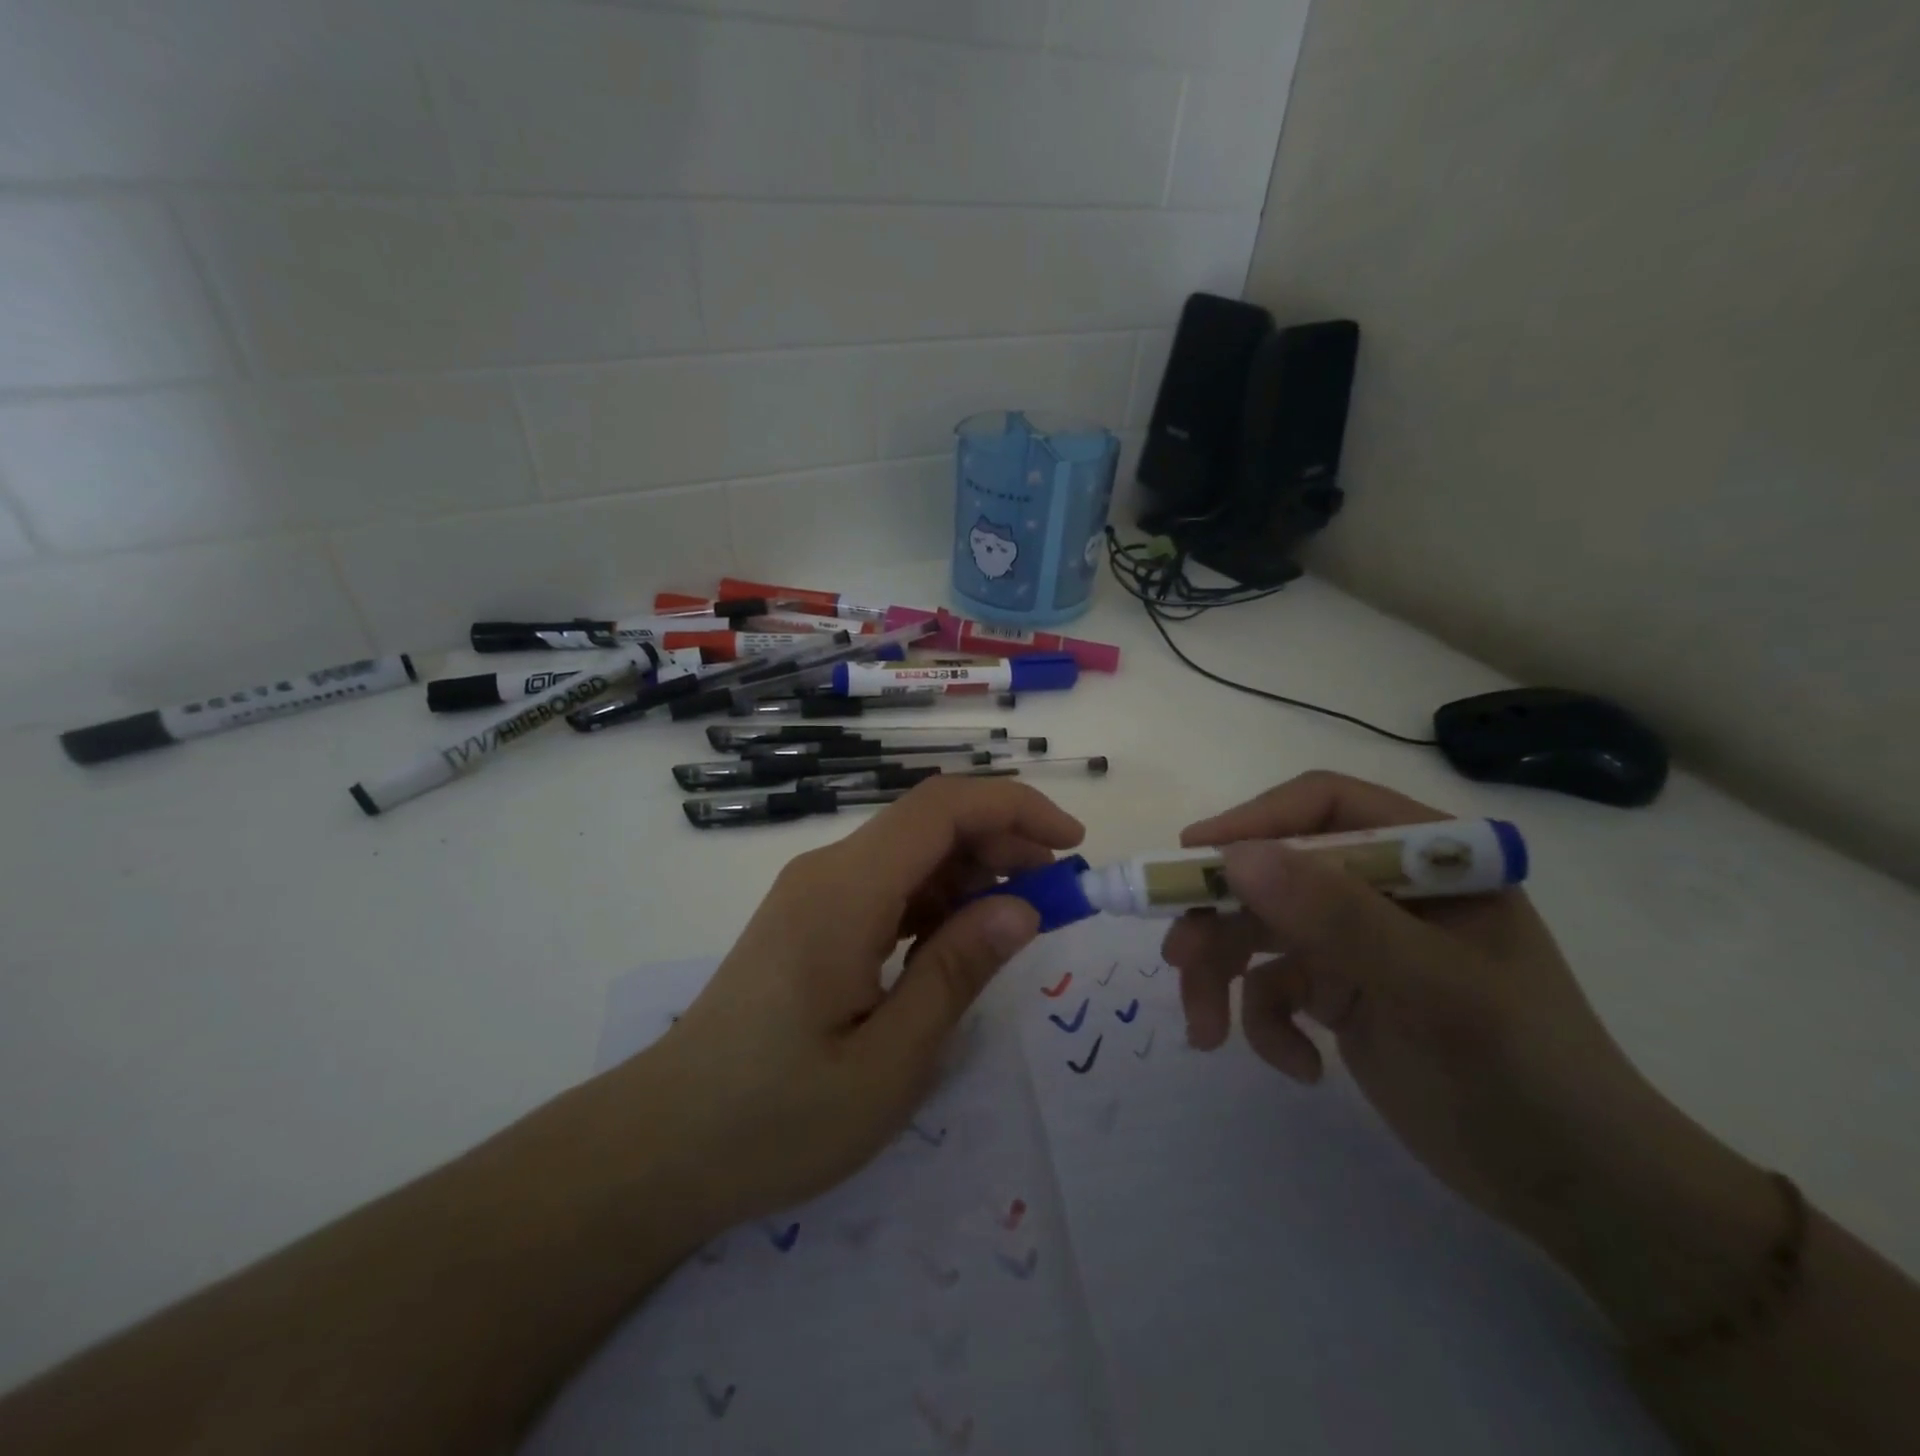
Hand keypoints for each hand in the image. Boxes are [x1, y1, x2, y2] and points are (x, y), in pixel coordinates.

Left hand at [621, 777, 1082, 1231]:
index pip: (942, 808)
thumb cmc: (777, 1117)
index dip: (1015, 809)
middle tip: (1055, 896)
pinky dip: (935, 900)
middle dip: (1002, 842)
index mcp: (846, 891)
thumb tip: (1024, 908)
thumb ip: (958, 971)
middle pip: (928, 822)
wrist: (663, 1145)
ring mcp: (814, 894)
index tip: (1072, 846)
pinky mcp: (809, 920)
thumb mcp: (889, 1060)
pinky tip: (957, 941)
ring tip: (1017, 922)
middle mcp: (827, 872)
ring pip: (909, 852)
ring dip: (971, 873)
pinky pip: (886, 886)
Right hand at [1162, 771, 1668, 1242]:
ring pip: (1258, 929)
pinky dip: (1267, 1024)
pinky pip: (1274, 987)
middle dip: (1221, 917)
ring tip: (1206, 1031)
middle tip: (1177, 957)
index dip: (1252, 822)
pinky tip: (1300, 1068)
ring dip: (1223, 974)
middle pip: (1273, 871)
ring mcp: (1358, 941)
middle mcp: (1383, 889)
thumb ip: (1337, 917)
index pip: (1323, 807)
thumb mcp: (1433, 992)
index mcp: (1425, 859)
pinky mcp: (1339, 991)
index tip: (1193, 858)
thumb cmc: (1525, 1076)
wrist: (1579, 1196)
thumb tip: (1235, 857)